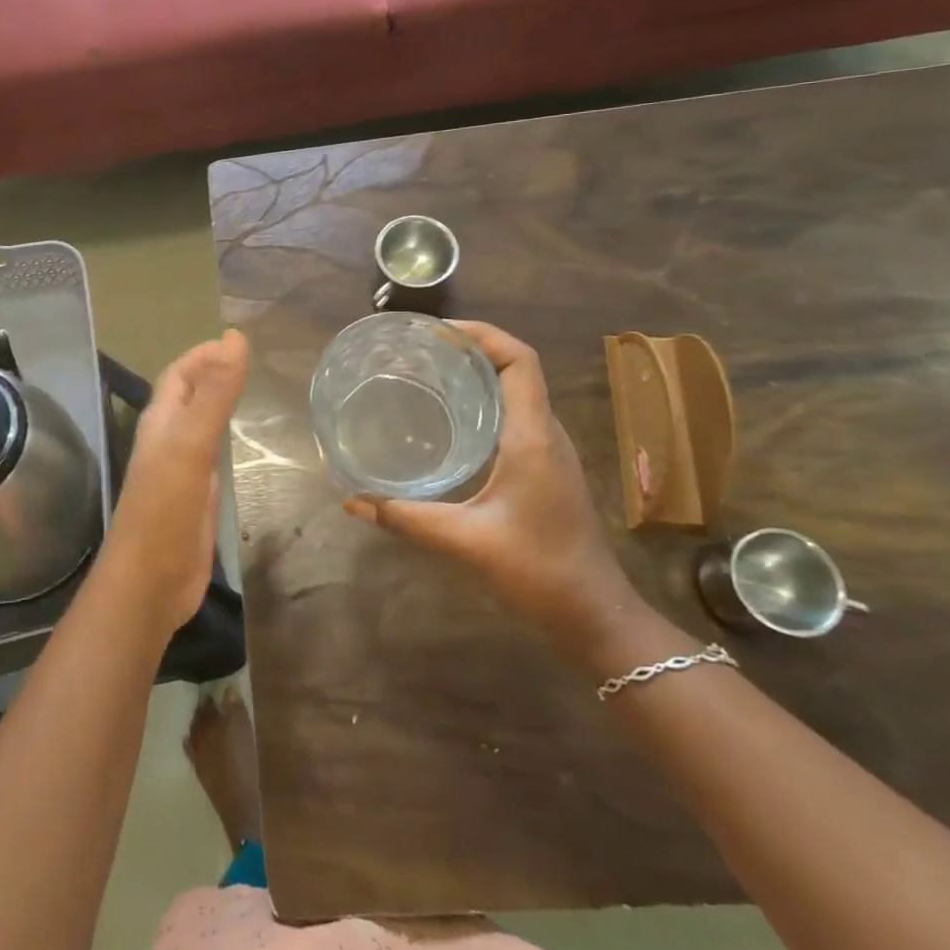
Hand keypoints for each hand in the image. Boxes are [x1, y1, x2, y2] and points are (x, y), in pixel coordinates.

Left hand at [100, 330, 249, 633]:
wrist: (150, 582)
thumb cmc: (165, 508)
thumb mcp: (192, 444)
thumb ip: (215, 393)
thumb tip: (235, 338)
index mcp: (160, 423)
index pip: (179, 374)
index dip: (203, 355)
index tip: (237, 341)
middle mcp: (167, 441)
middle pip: (187, 397)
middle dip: (212, 375)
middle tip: (251, 364)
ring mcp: (180, 471)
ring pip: (198, 426)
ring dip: (218, 406)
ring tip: (251, 393)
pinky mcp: (195, 499)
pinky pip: (210, 458)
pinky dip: (224, 441)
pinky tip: (240, 446)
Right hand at [343, 321, 634, 652]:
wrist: (596, 617)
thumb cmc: (539, 571)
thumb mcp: (466, 541)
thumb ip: (408, 519)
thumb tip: (353, 502)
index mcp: (533, 437)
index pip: (520, 361)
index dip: (482, 335)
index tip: (437, 332)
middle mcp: (545, 434)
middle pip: (515, 368)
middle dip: (470, 349)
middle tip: (419, 352)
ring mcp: (549, 451)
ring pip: (515, 392)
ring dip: (477, 375)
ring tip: (427, 376)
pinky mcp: (544, 469)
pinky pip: (514, 417)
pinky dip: (482, 403)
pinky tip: (447, 423)